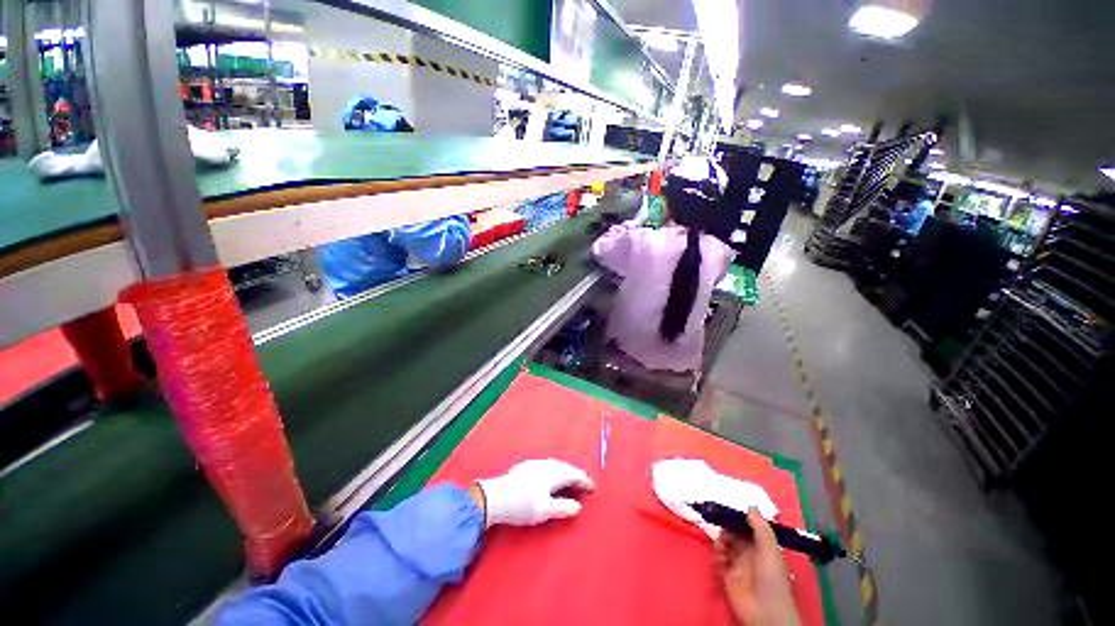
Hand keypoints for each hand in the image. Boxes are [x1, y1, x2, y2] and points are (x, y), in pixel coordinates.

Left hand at [476, 459, 593, 526]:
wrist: (495, 497)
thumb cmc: (522, 505)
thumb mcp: (544, 511)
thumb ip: (563, 507)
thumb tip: (578, 507)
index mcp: (553, 474)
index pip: (574, 475)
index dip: (584, 481)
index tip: (592, 488)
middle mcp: (546, 465)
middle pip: (565, 467)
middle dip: (576, 475)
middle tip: (583, 484)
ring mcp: (535, 464)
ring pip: (556, 465)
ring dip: (565, 471)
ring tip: (569, 480)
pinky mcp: (526, 466)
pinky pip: (547, 465)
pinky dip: (554, 470)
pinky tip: (550, 476)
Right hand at [715, 508, 801, 625]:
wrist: (765, 610)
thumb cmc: (771, 577)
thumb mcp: (769, 549)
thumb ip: (760, 526)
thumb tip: (750, 505)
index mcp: (761, 546)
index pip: (747, 527)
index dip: (737, 517)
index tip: (726, 508)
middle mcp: (749, 553)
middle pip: (733, 534)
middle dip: (725, 527)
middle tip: (718, 524)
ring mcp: (737, 564)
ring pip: (724, 545)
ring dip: (720, 541)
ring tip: (720, 545)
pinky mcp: (727, 575)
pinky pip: (718, 560)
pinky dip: (717, 555)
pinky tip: (720, 558)